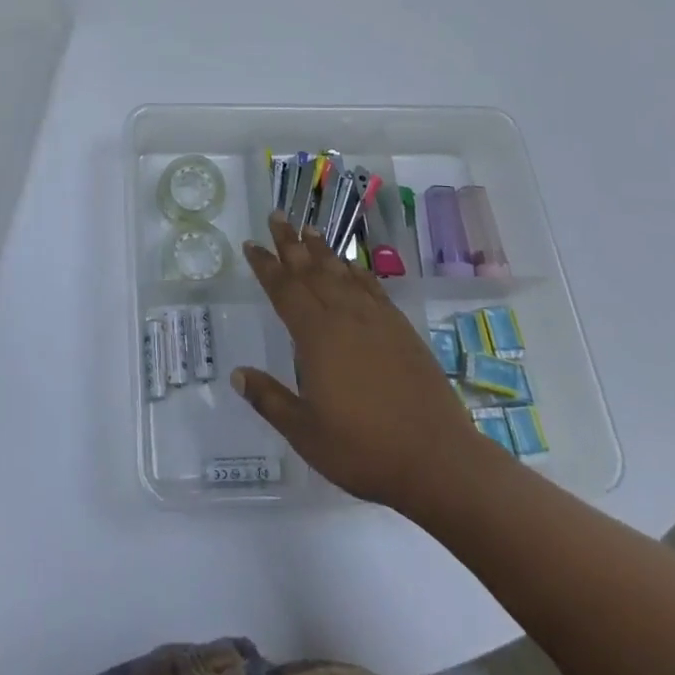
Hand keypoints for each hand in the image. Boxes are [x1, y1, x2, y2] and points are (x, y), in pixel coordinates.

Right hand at [233, 212, 488, 517]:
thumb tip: (237, 374)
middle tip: (277, 216)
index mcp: (316, 337)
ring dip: (323, 250)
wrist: (437, 458)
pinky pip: (372, 288)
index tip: (251, 244)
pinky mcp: (401, 330)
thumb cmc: (363, 449)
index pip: (284, 290)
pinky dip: (357, 271)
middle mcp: (344, 317)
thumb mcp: (305, 432)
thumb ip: (270, 399)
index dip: (266, 266)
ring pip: (342, 273)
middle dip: (291, 243)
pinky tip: (352, 266)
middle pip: (312, 271)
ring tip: (309, 229)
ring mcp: (377, 320)